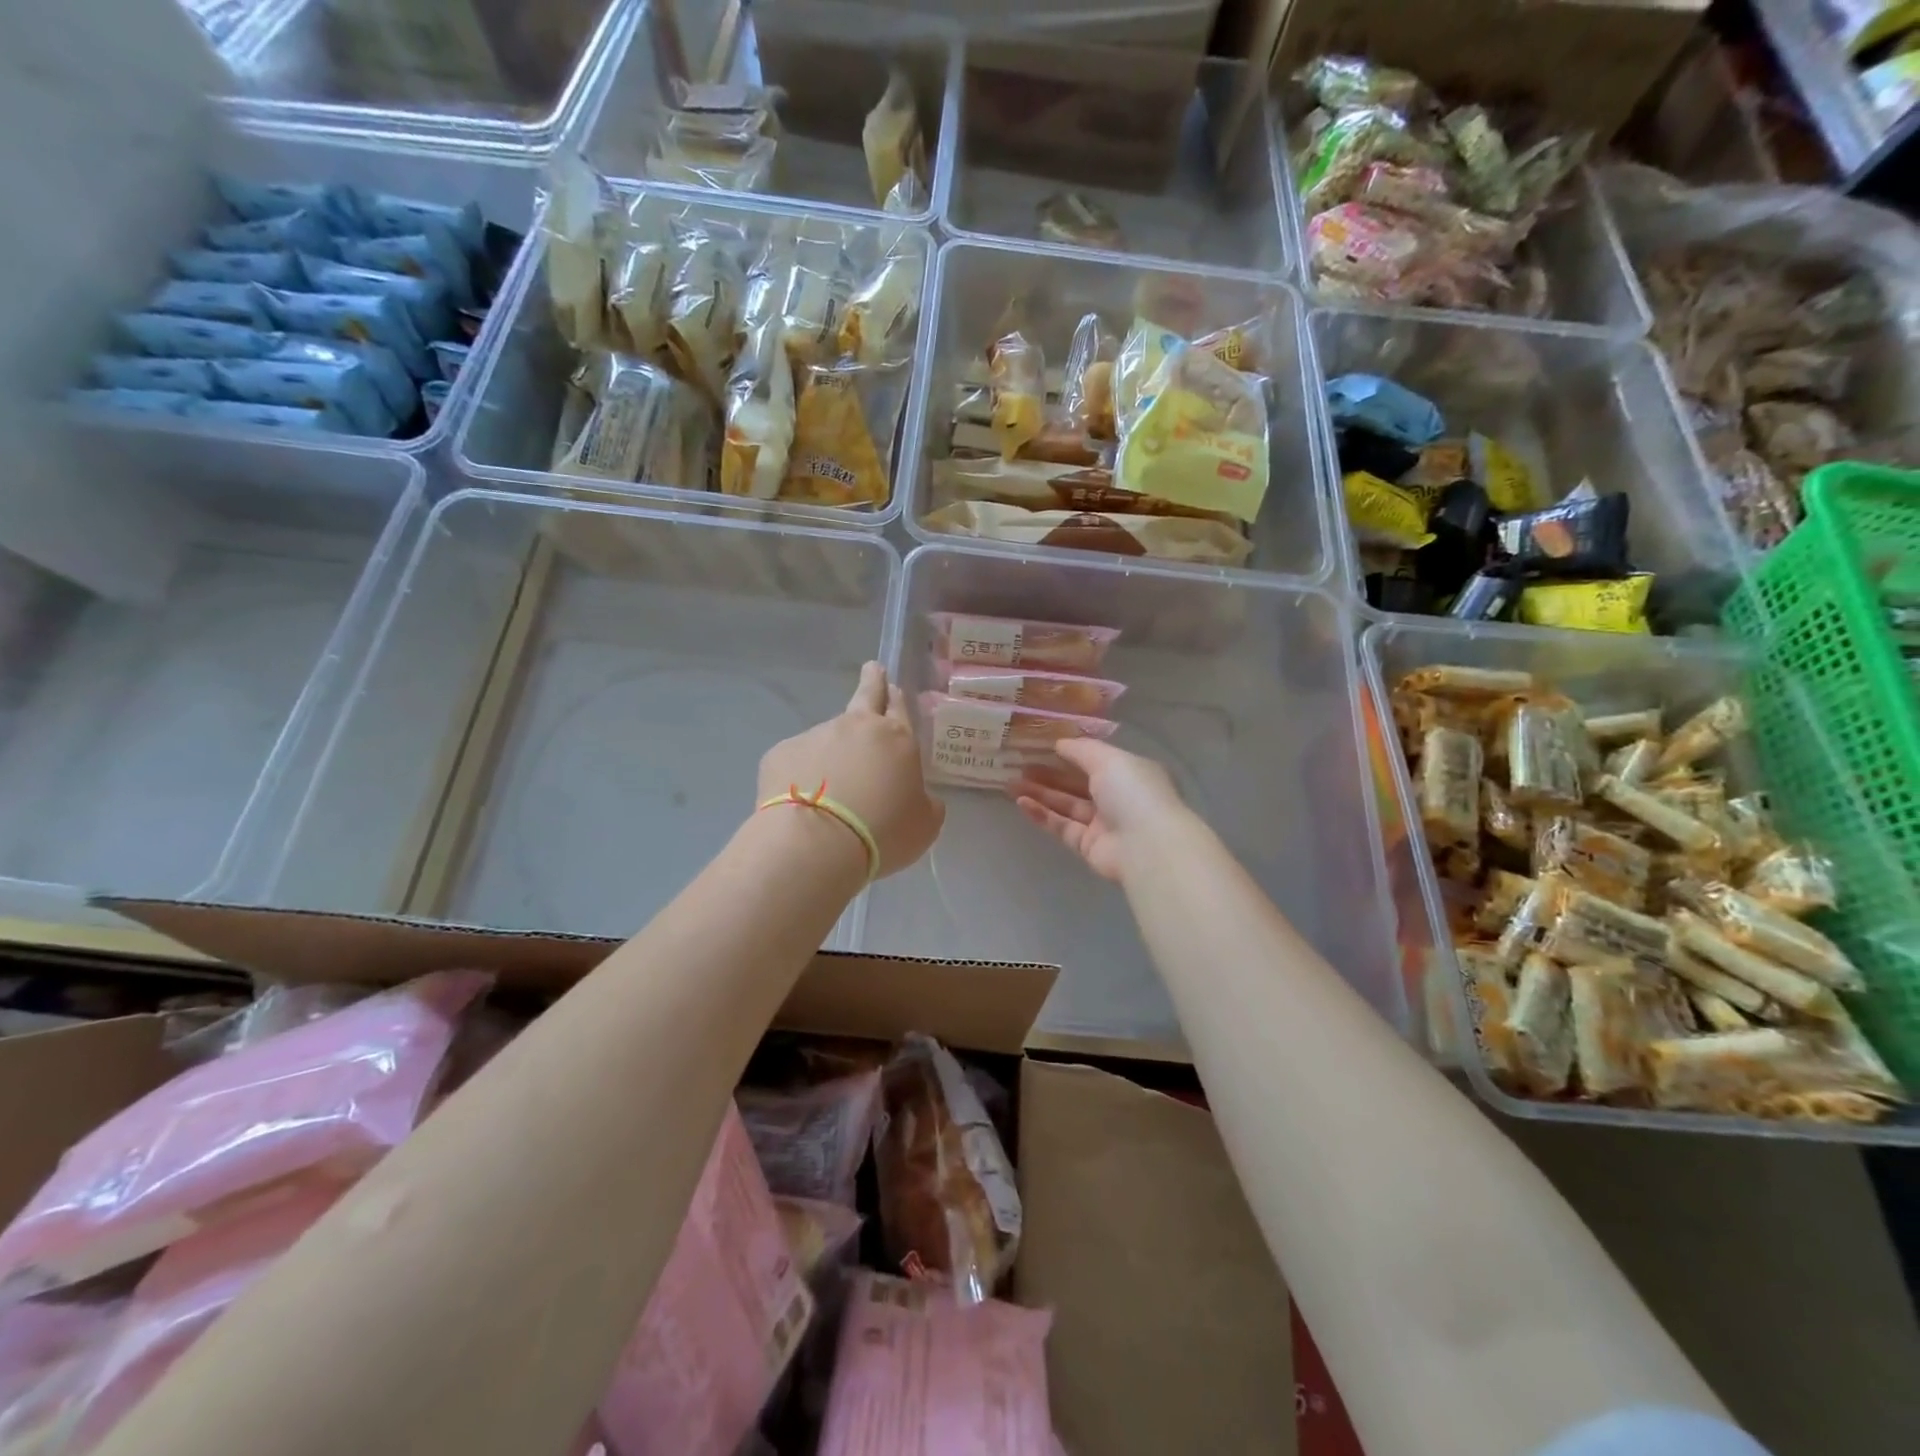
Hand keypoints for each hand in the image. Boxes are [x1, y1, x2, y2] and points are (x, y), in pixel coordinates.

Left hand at [758, 662, 944, 878]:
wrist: (816, 844)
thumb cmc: (882, 833)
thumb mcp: (924, 824)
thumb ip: (925, 803)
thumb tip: (919, 797)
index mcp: (896, 738)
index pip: (899, 706)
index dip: (896, 696)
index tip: (891, 686)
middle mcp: (855, 727)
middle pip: (865, 695)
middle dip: (871, 681)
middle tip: (871, 670)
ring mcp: (815, 736)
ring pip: (828, 737)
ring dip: (832, 752)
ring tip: (829, 790)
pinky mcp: (781, 754)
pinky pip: (797, 761)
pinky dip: (801, 775)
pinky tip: (801, 803)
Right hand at [1012, 739, 1189, 882]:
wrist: (1146, 845)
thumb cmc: (1132, 792)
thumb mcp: (1108, 758)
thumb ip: (1081, 749)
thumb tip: (1059, 743)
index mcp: (1130, 773)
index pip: (1096, 760)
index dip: (1069, 753)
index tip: (1041, 747)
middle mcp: (1118, 798)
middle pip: (1077, 783)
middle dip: (1049, 774)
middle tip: (1019, 765)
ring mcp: (1103, 824)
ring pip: (1066, 805)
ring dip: (1040, 793)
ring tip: (1011, 783)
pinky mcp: (1088, 846)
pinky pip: (1061, 826)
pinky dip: (1042, 814)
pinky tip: (1021, 803)